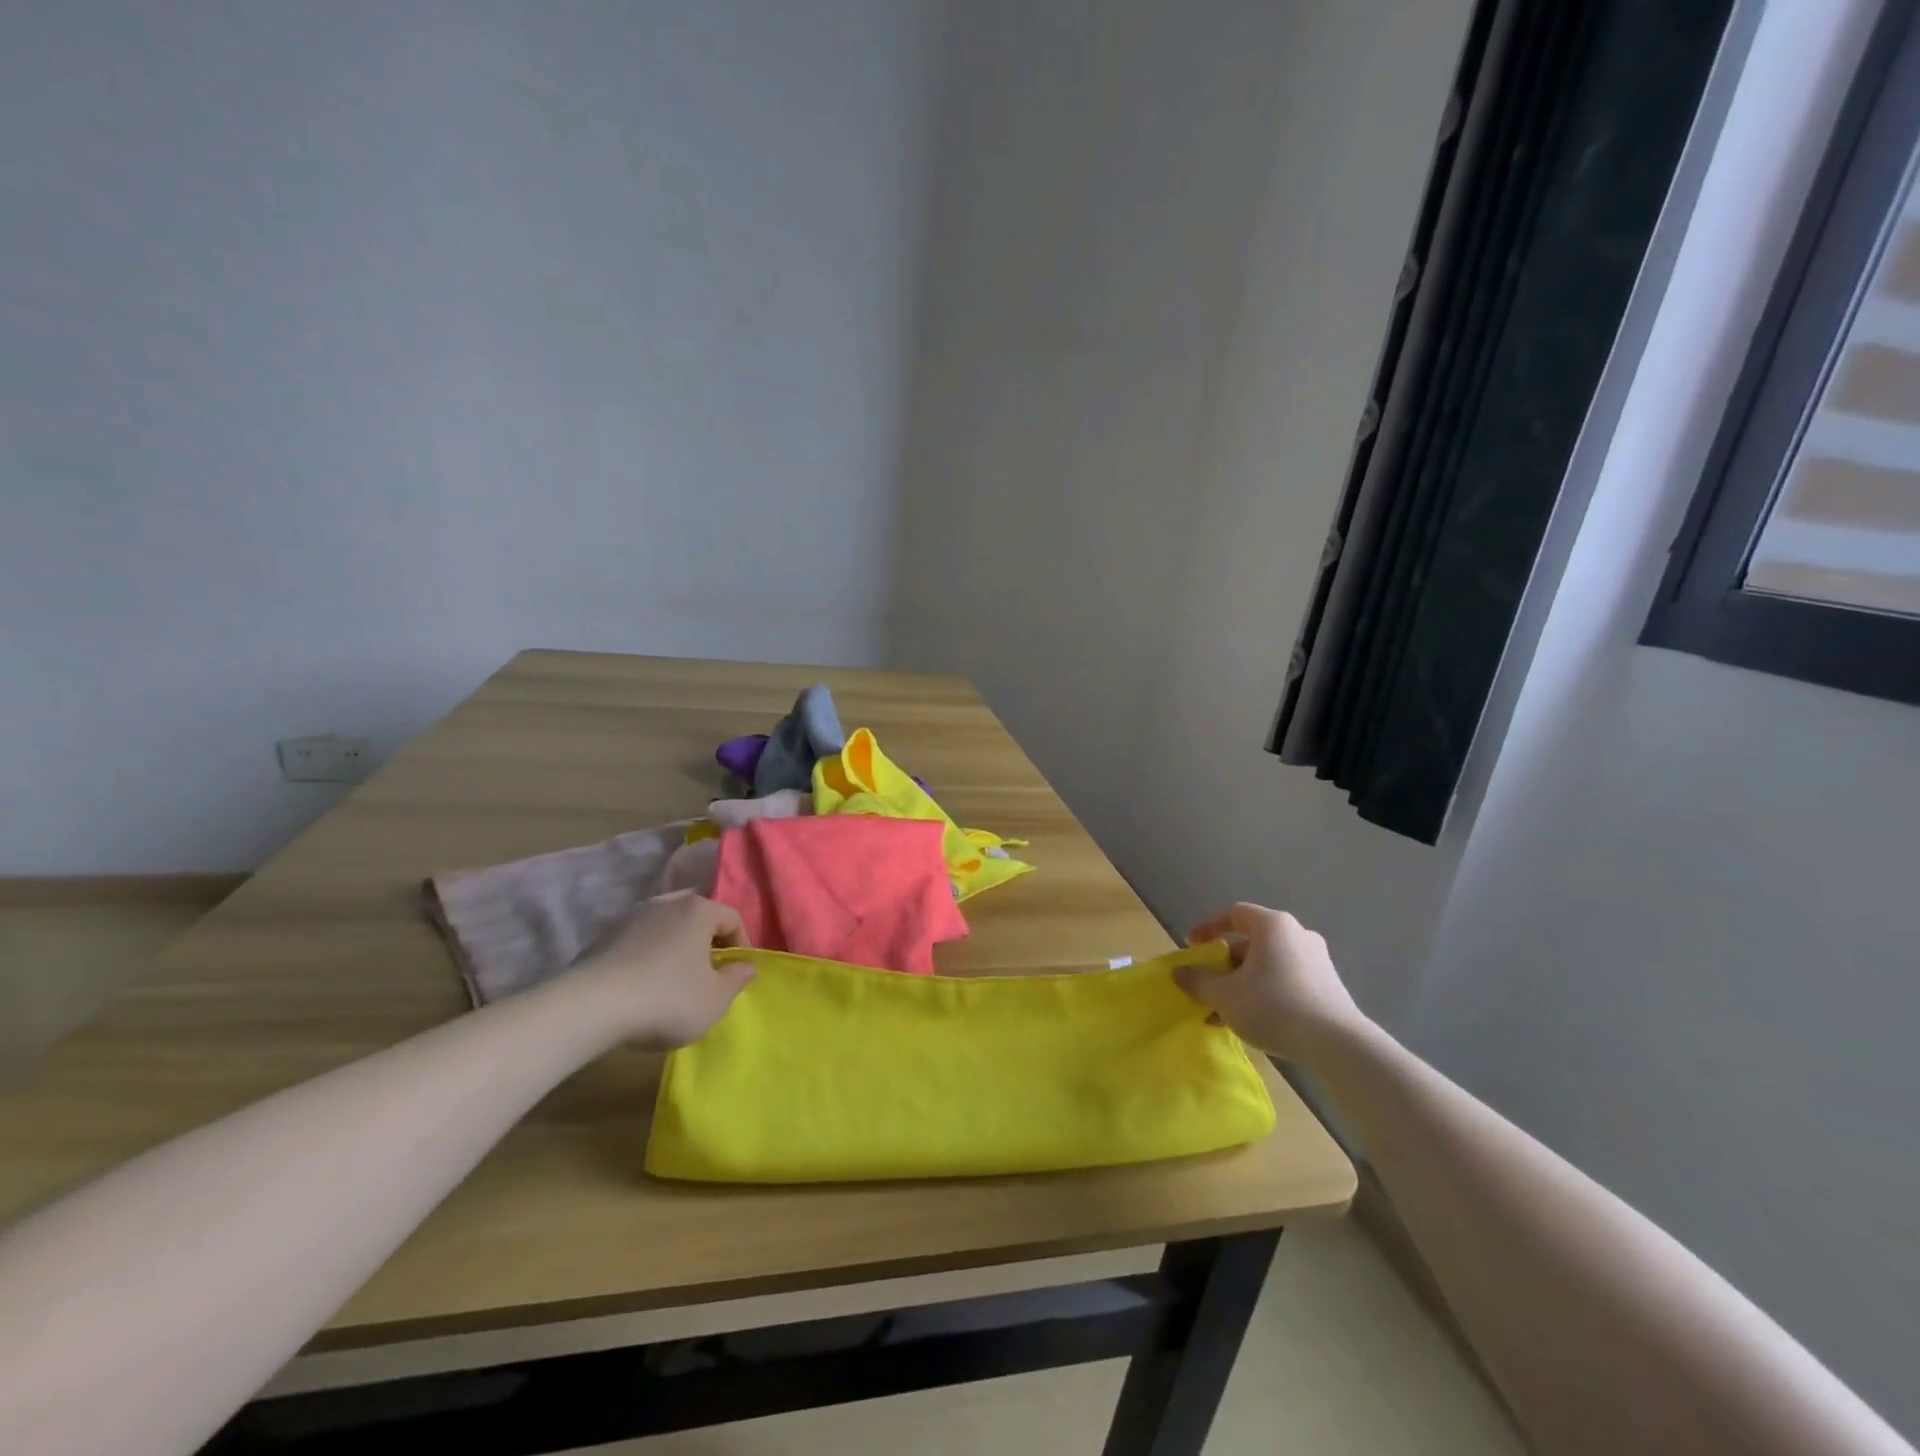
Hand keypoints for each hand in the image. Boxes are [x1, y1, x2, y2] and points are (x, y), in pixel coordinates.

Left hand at [570, 892, 755, 1048]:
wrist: (590, 1008)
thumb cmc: (666, 999)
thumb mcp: (714, 1000)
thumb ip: (736, 979)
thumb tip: (747, 965)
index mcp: (698, 910)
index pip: (732, 918)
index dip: (742, 945)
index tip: (738, 973)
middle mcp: (666, 903)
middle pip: (697, 915)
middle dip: (706, 939)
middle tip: (708, 970)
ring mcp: (631, 917)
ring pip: (665, 925)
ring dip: (675, 946)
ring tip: (674, 978)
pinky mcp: (603, 937)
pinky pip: (638, 941)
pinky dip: (647, 956)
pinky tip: (642, 985)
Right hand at [1175, 903, 1365, 1060]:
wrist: (1337, 1044)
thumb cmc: (1273, 1006)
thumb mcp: (1225, 995)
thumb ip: (1198, 981)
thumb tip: (1179, 973)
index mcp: (1272, 925)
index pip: (1234, 914)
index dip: (1208, 928)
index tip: (1192, 947)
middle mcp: (1297, 934)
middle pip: (1252, 942)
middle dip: (1226, 964)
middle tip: (1210, 984)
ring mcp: (1317, 960)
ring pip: (1269, 965)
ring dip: (1244, 983)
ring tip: (1227, 1011)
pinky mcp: (1329, 986)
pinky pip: (1287, 980)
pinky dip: (1266, 993)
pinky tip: (1255, 1022)